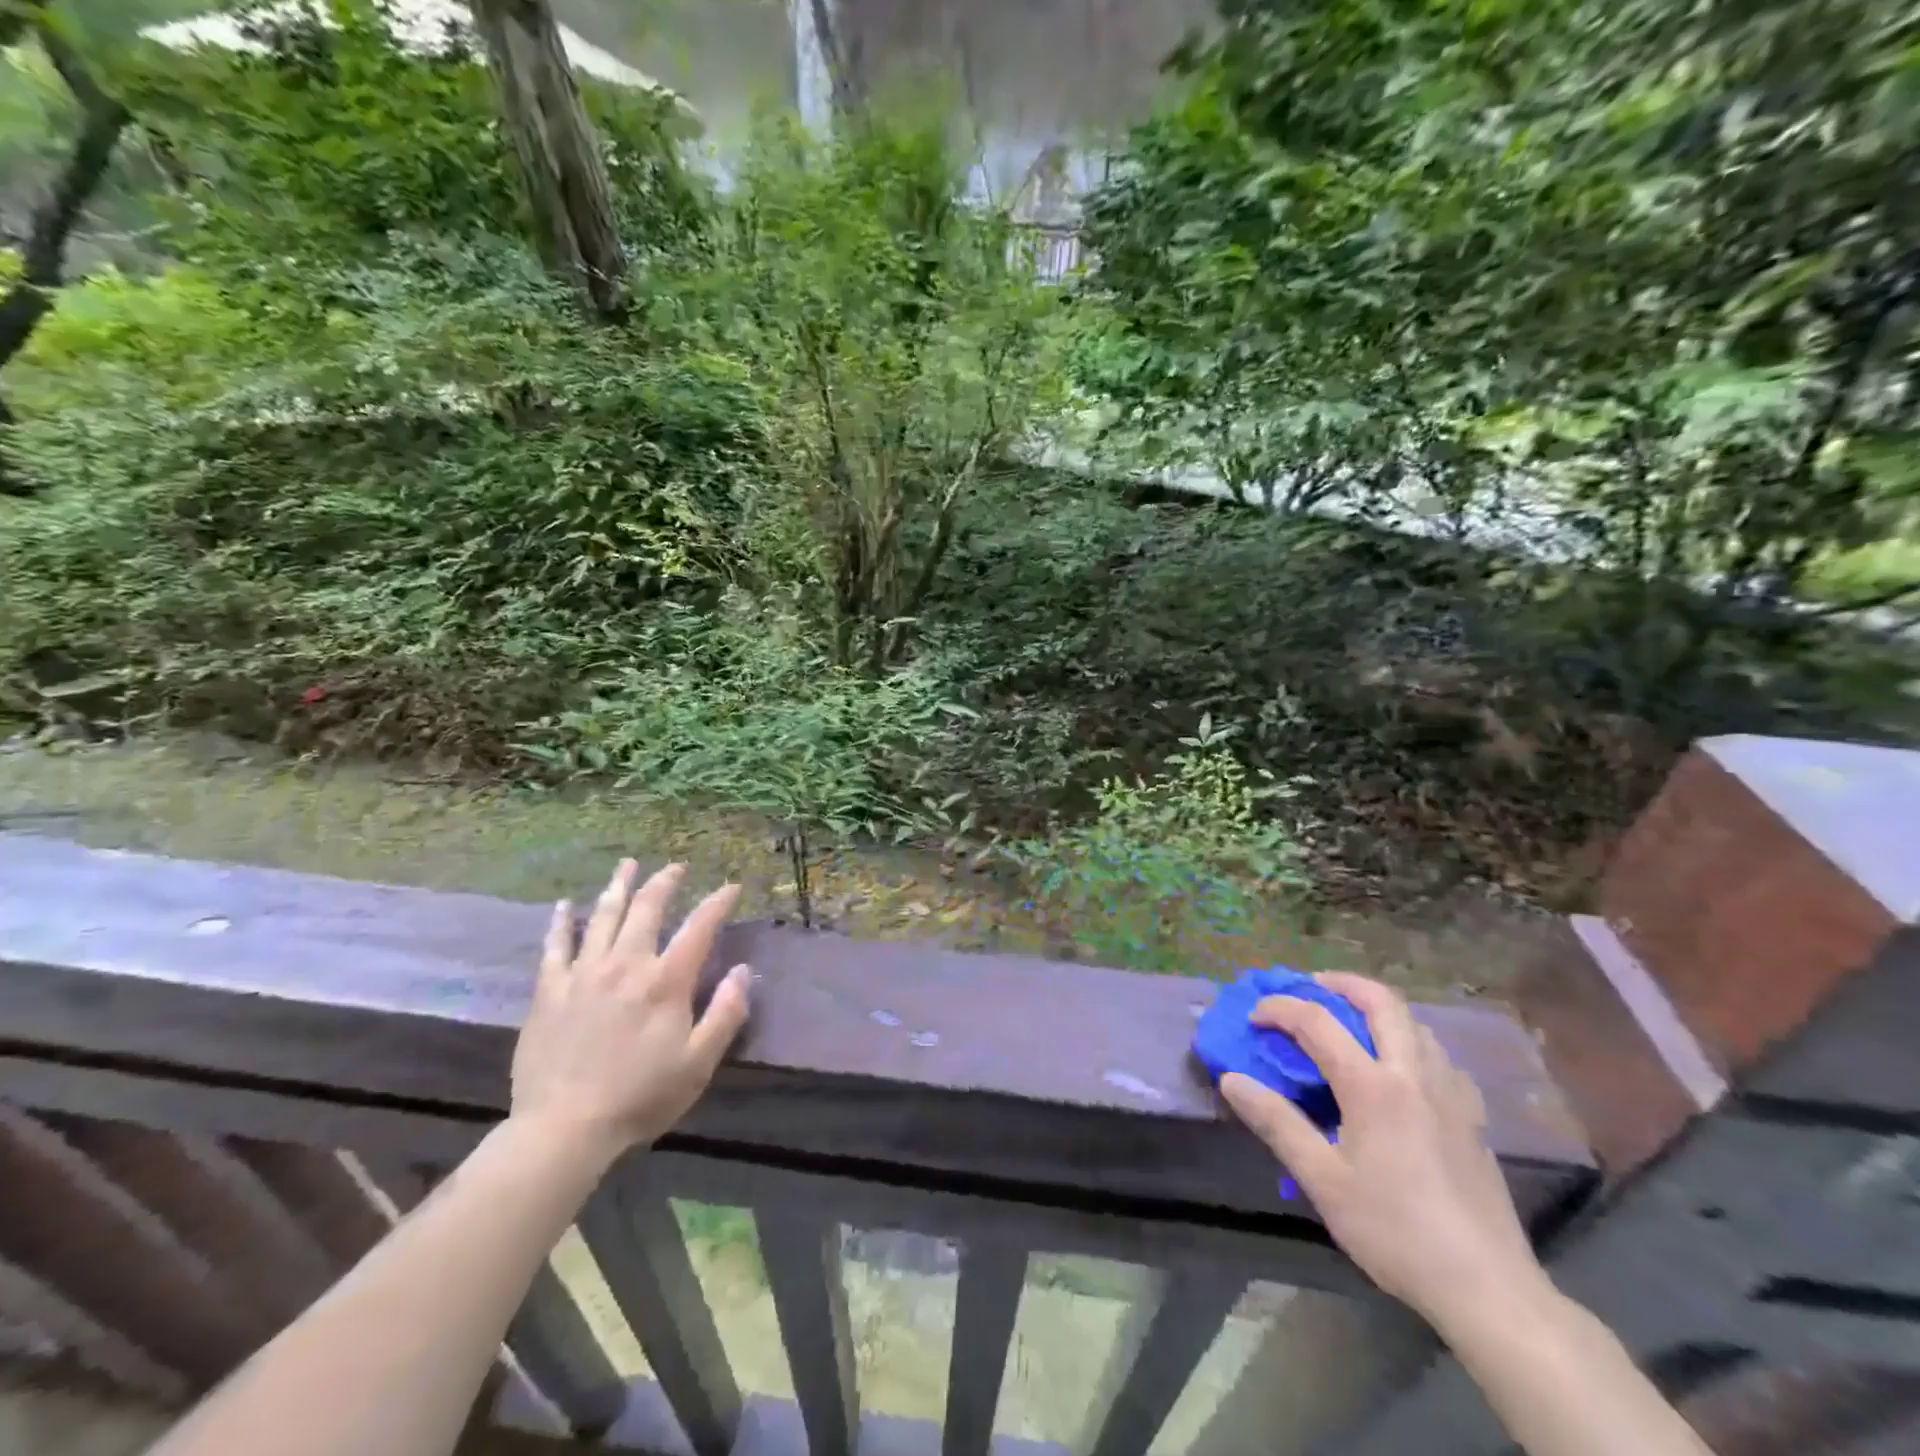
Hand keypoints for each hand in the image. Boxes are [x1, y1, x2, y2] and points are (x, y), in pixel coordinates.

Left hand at [510, 860, 750, 1165]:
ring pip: (603, 916)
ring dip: (618, 886)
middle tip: (675, 868)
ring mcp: (584, 974)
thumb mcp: (699, 1063)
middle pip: (647, 909)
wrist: (563, 1129)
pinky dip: (562, 922)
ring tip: (628, 864)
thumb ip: (726, 1013)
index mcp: (666, 982)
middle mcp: (626, 965)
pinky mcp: (550, 991)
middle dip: (665, 882)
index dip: (717, 903)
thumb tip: (742, 970)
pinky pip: (556, 947)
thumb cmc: (640, 1097)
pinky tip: (566, 905)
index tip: (730, 886)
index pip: (699, 928)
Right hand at [1219, 973, 1547, 1329]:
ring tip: (1349, 1022)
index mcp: (1373, 1086)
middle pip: (1381, 1001)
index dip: (1280, 1009)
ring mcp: (1451, 1094)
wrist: (1488, 1290)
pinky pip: (1438, 1055)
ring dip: (1377, 1009)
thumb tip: (1232, 1080)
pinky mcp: (1472, 1117)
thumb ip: (1276, 1122)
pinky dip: (1408, 1040)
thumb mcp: (1323, 1181)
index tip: (1254, 1018)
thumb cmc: (1395, 1232)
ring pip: (1415, 1023)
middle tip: (1310, 987)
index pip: (1317, 1022)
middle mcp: (1414, 1075)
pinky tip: (1398, 1070)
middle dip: (1340, 983)